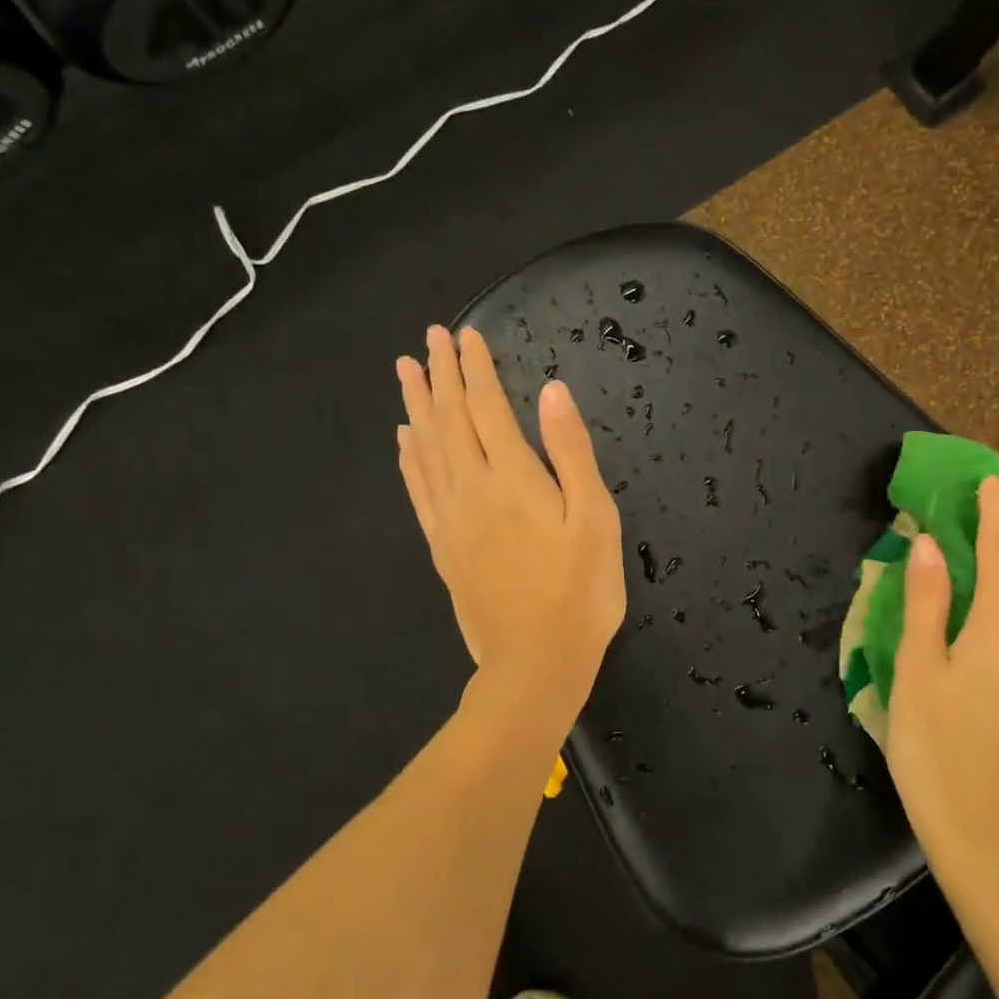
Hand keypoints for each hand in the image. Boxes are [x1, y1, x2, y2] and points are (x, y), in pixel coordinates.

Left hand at [396, 326, 625, 709]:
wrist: (536, 662)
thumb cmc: (580, 591)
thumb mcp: (595, 518)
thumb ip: (571, 451)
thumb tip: (552, 391)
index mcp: (512, 477)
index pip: (486, 407)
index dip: (476, 368)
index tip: (465, 335)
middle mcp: (471, 488)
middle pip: (449, 419)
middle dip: (441, 375)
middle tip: (429, 338)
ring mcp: (450, 518)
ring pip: (426, 448)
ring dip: (416, 406)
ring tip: (405, 372)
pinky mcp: (442, 546)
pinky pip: (418, 490)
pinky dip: (409, 458)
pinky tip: (404, 440)